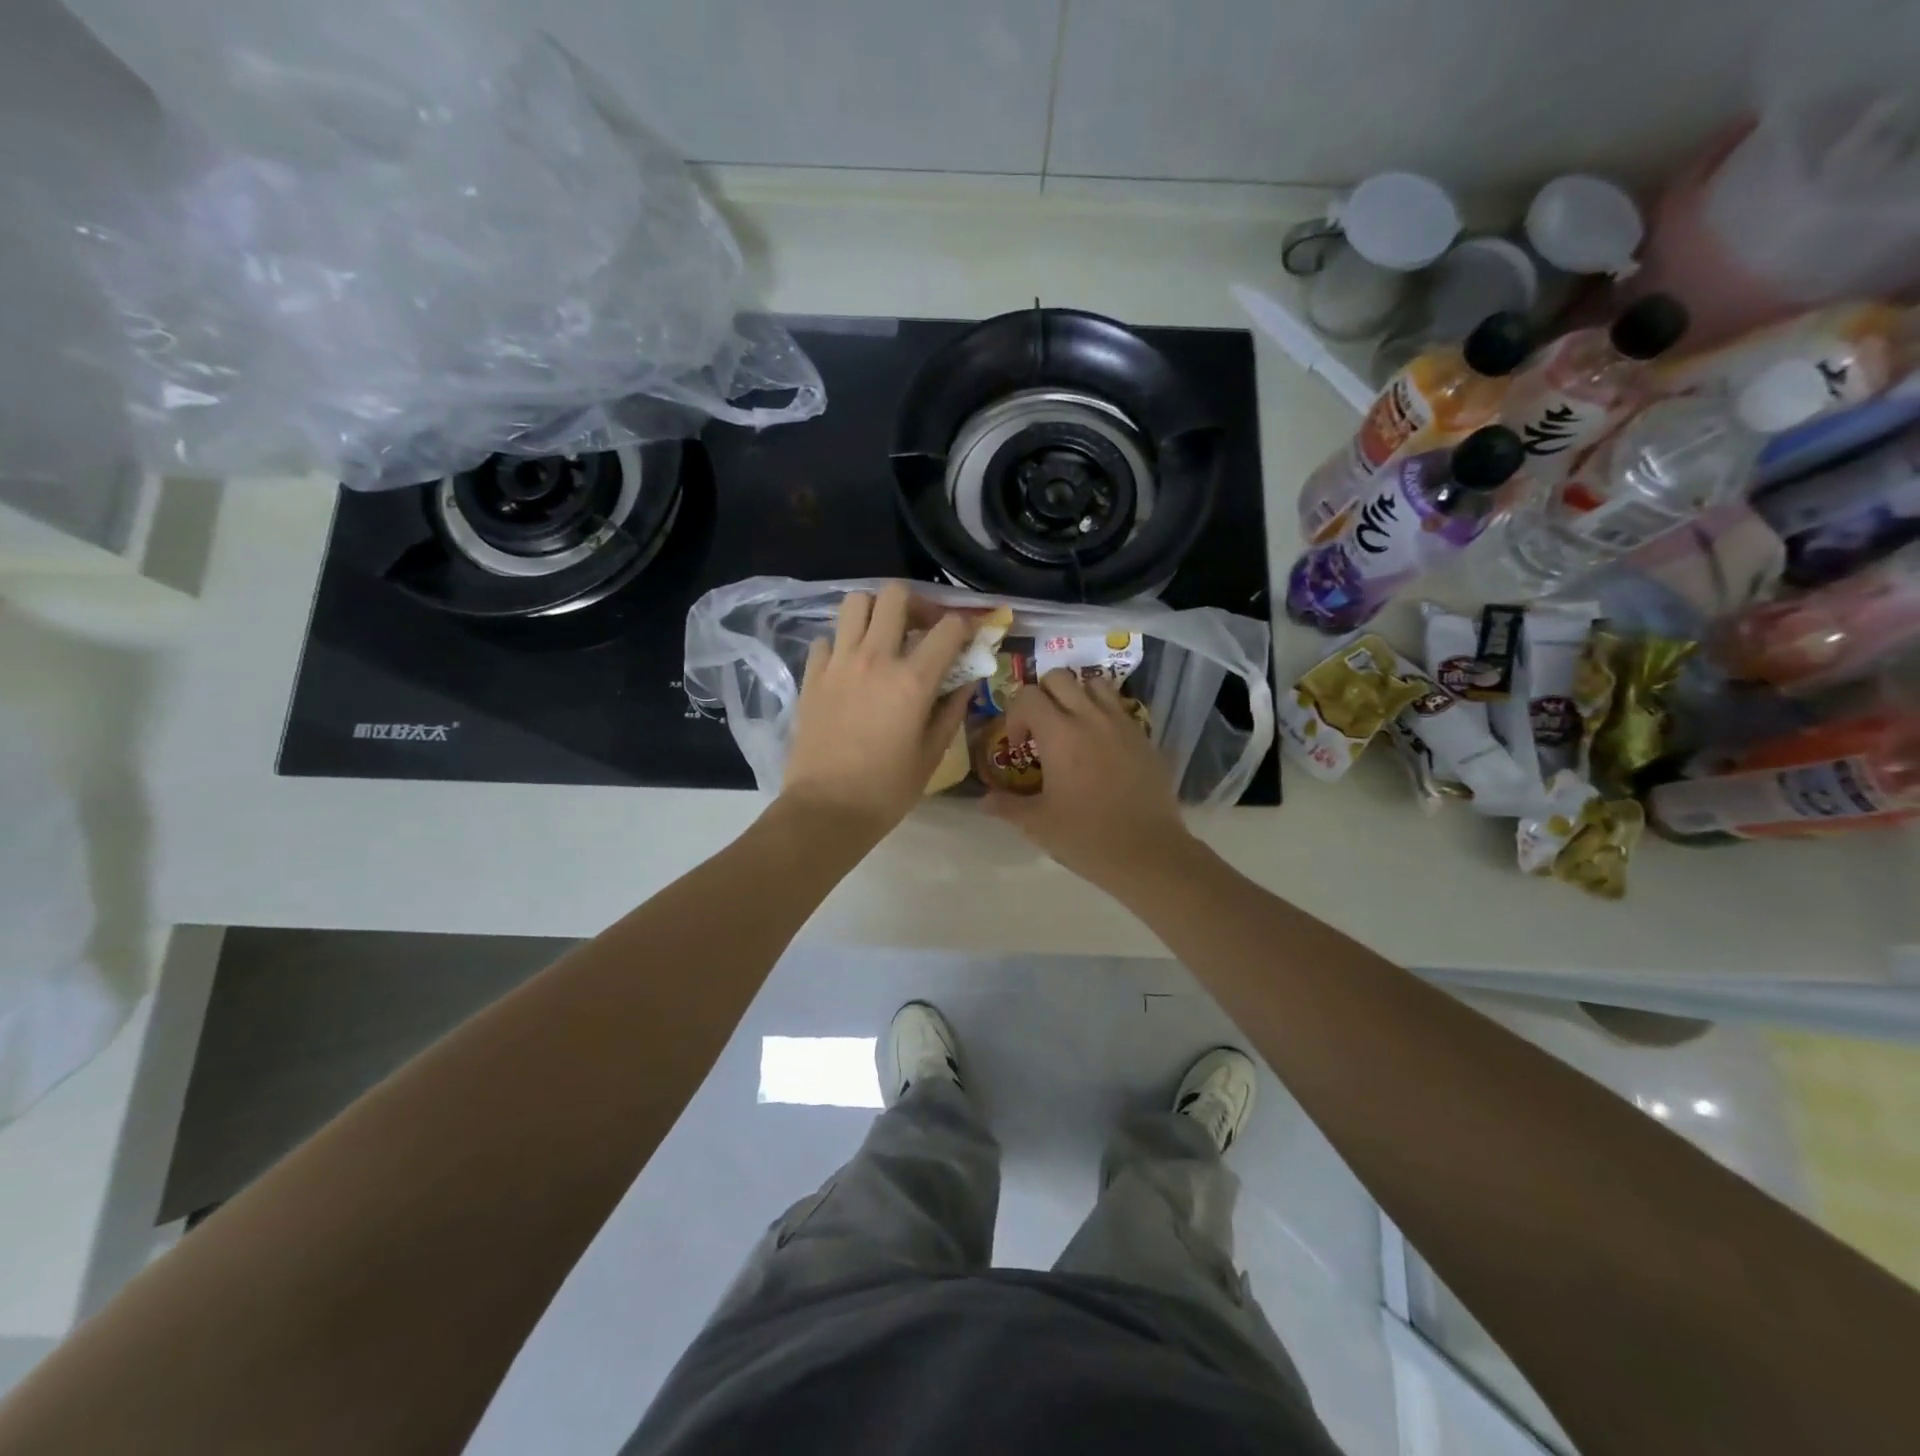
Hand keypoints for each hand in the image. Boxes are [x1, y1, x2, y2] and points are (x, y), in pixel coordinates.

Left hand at [779, 583, 971, 838]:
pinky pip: (827, 638)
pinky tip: (851, 667)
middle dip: (917, 604)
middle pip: (896, 595)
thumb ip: (952, 709)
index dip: (965, 626)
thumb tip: (966, 680)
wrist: (826, 810)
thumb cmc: (887, 789)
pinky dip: (842, 643)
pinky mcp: (812, 676)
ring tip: (884, 638)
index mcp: (912, 680)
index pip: (948, 628)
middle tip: (922, 629)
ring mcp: (838, 663)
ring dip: (876, 612)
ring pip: (855, 603)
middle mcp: (875, 658)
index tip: (969, 637)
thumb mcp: (933, 752)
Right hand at [986, 670, 1194, 890]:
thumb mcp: (1037, 824)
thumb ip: (1006, 806)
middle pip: (1059, 678)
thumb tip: (983, 800)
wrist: (1148, 853)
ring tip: (1072, 727)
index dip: (1015, 715)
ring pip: (1094, 684)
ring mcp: (1122, 724)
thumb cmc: (1086, 837)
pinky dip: (1104, 714)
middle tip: (1041, 729)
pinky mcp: (1144, 737)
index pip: (1027, 695)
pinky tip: (1101, 747)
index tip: (1019, 747)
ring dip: (1076, 696)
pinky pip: (1119, 708)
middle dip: (1042, 696)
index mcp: (1059, 734)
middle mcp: (1091, 717)